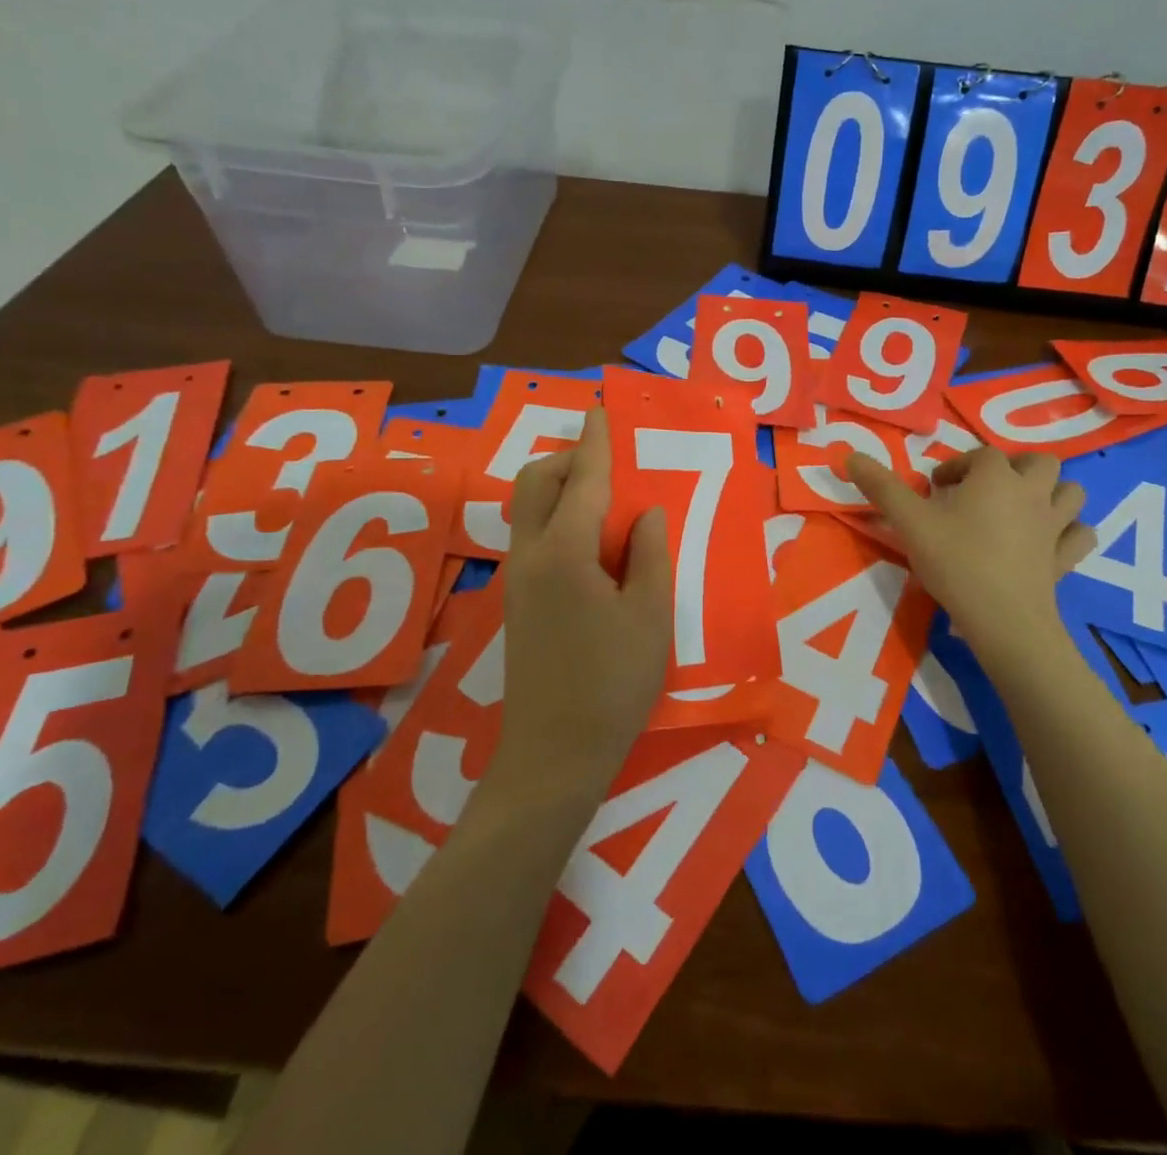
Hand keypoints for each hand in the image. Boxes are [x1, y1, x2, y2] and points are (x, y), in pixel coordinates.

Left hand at [494, 407, 672, 799]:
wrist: (554, 755)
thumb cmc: (613, 684)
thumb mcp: (650, 616)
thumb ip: (649, 553)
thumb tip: (644, 512)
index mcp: (565, 553)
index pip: (583, 480)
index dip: (597, 443)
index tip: (602, 411)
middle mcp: (530, 555)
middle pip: (536, 483)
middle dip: (568, 458)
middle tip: (609, 461)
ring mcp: (516, 578)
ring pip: (527, 508)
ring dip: (559, 487)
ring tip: (604, 496)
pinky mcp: (517, 600)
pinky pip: (532, 535)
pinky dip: (556, 516)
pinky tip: (591, 539)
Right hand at [847, 447, 1094, 670]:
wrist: (1003, 620)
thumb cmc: (955, 562)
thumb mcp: (909, 522)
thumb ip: (880, 487)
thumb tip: (848, 455)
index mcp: (996, 477)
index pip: (979, 456)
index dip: (956, 467)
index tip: (934, 488)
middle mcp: (1032, 492)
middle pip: (1038, 462)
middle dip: (1014, 467)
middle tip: (984, 490)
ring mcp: (1055, 526)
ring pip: (1071, 492)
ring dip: (1051, 492)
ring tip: (1023, 507)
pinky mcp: (1066, 559)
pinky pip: (1081, 535)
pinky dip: (1071, 532)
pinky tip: (1051, 540)